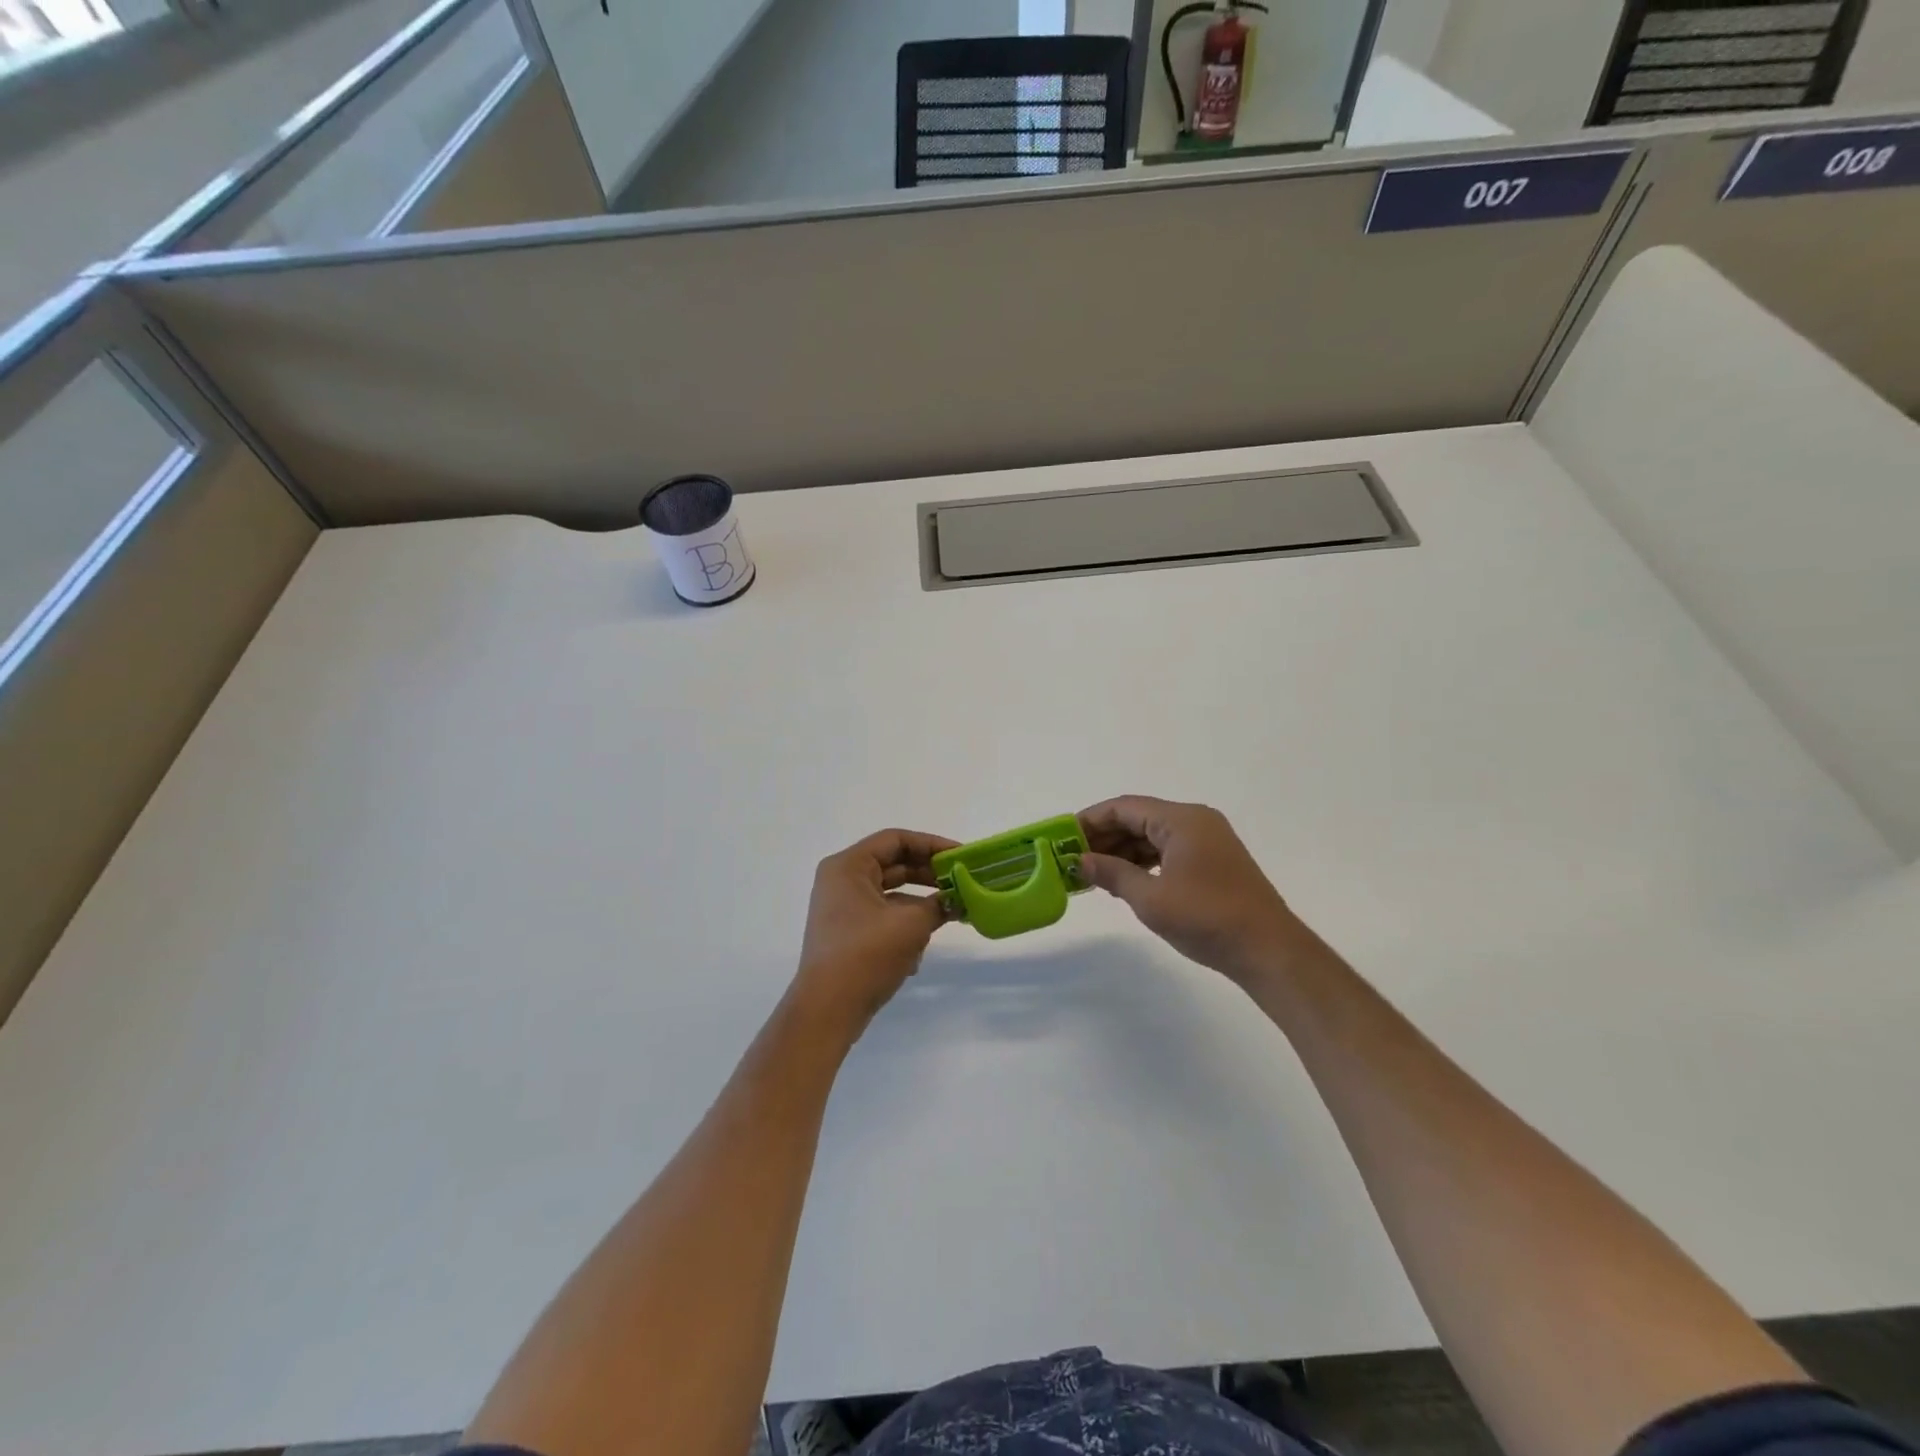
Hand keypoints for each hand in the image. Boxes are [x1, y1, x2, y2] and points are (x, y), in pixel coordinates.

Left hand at [791, 828, 956, 1035]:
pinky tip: (920, 950)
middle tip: (962, 882)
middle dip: (929, 875)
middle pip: (893, 865)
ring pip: (891, 894)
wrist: (828, 1010)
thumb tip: (957, 900)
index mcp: (848, 866)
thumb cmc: (866, 955)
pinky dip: (905, 925)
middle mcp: (841, 880)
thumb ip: (939, 904)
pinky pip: (883, 916)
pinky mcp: (848, 933)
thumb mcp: (911, 924)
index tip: (961, 857)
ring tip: (951, 913)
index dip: (932, 845)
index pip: (896, 840)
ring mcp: (842, 908)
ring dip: (921, 903)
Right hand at [1077, 796, 1306, 984]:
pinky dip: (1144, 861)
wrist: (1268, 950)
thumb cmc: (1206, 918)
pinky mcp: (1214, 862)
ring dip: (1123, 850)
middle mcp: (1195, 821)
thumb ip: (1112, 874)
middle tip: (1073, 858)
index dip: (1090, 820)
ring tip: (1093, 871)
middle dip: (1105, 836)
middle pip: (1139, 818)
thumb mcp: (1151, 899)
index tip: (1063, 837)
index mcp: (1181, 820)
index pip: (1125, 808)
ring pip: (1153, 835)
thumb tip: (1080, 861)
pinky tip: (1125, 879)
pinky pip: (1168, 850)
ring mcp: (1208, 841)